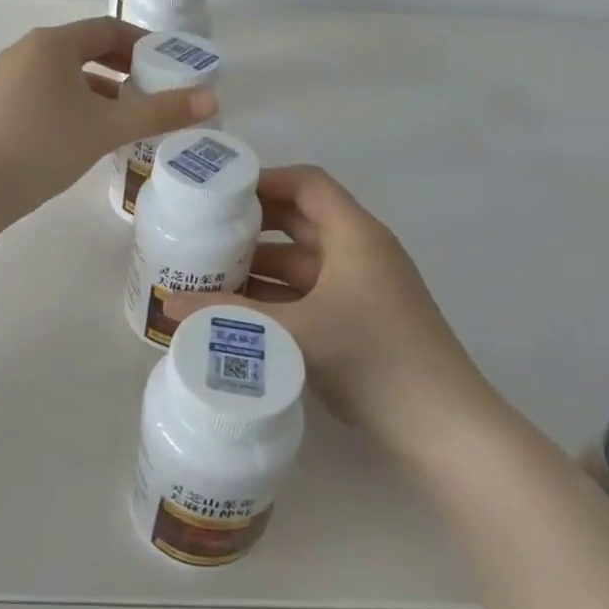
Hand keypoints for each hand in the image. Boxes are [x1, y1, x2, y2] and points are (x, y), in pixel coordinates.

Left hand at [0, 16, 218, 217]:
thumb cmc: (44, 146)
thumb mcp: (107, 129)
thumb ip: (159, 113)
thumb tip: (212, 100)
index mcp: (52, 44)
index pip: (108, 29)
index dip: (143, 43)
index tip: (169, 63)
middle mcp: (27, 51)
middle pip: (86, 49)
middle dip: (123, 68)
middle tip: (154, 89)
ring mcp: (8, 78)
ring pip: (65, 75)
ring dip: (100, 89)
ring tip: (127, 116)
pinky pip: (47, 93)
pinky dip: (74, 104)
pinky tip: (88, 133)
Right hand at [167, 165, 486, 441]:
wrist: (442, 427)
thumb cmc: (373, 358)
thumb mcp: (295, 331)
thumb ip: (230, 316)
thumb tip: (167, 303)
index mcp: (355, 235)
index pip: (308, 184)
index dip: (265, 180)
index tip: (219, 194)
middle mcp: (359, 253)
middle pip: (300, 221)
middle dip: (252, 225)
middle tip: (203, 231)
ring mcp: (360, 289)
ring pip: (301, 262)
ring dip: (259, 265)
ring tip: (208, 271)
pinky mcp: (356, 322)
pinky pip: (307, 294)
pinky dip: (274, 296)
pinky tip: (238, 311)